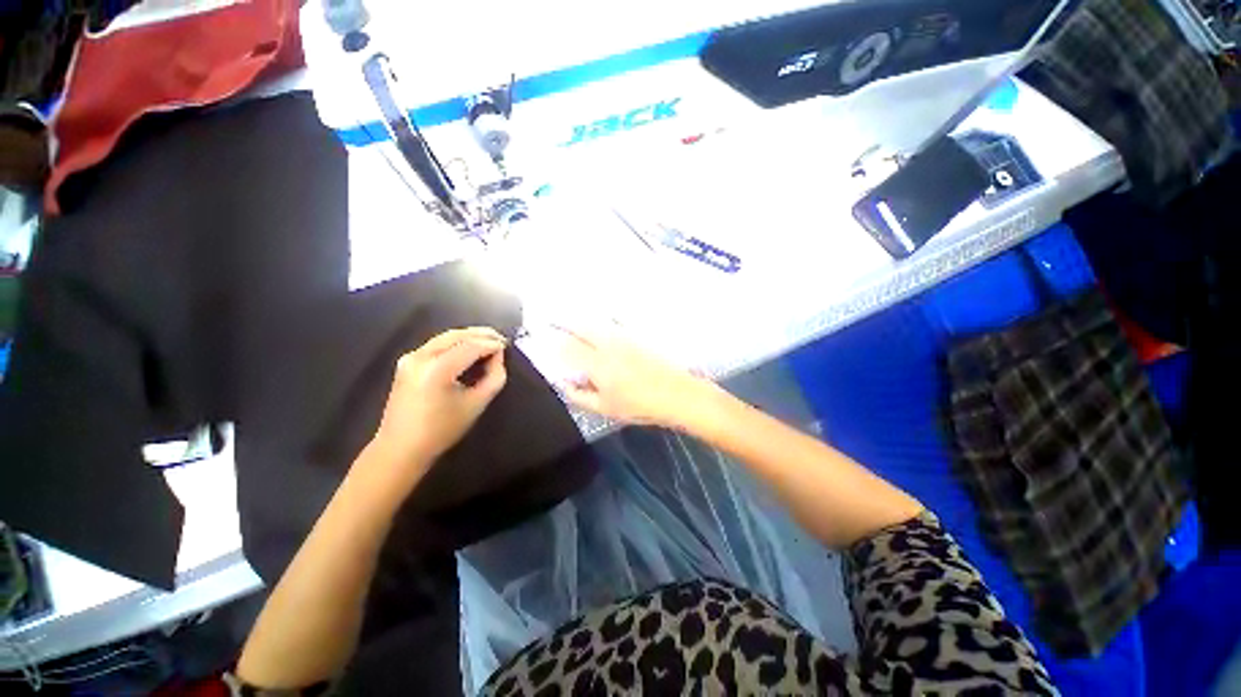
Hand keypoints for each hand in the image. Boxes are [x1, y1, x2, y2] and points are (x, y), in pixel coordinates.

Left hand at [369, 328, 507, 484]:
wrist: (401, 448)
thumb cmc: (442, 430)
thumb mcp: (477, 404)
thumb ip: (494, 377)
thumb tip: (498, 356)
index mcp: (438, 369)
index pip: (471, 346)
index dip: (492, 344)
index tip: (508, 346)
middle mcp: (421, 357)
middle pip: (457, 335)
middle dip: (481, 334)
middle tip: (501, 339)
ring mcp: (411, 357)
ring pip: (446, 336)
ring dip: (469, 336)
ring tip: (489, 341)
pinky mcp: (407, 362)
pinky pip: (437, 344)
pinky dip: (456, 342)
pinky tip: (468, 348)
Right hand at [557, 326, 709, 427]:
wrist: (676, 394)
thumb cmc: (639, 406)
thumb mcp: (605, 408)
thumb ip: (580, 395)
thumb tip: (565, 384)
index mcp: (596, 364)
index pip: (568, 349)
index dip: (554, 345)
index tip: (544, 341)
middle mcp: (607, 345)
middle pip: (581, 328)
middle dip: (564, 324)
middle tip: (552, 321)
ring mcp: (623, 338)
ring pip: (597, 323)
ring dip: (582, 321)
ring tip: (572, 320)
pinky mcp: (637, 337)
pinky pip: (614, 323)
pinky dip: (603, 321)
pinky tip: (601, 322)